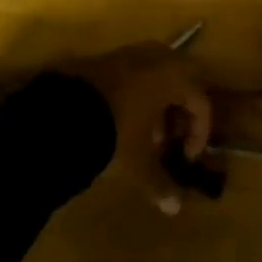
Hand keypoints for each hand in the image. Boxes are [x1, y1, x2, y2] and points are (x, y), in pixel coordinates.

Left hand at [69, 43, 213, 213]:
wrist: (61, 111)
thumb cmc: (114, 131)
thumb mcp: (138, 160)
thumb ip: (159, 182)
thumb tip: (174, 208)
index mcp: (174, 76)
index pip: (201, 102)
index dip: (199, 133)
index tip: (185, 158)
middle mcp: (157, 58)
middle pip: (184, 79)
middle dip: (182, 110)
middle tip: (172, 138)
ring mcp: (129, 54)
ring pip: (158, 73)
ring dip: (160, 101)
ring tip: (147, 131)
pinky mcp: (106, 57)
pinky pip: (135, 72)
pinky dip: (139, 93)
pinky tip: (124, 118)